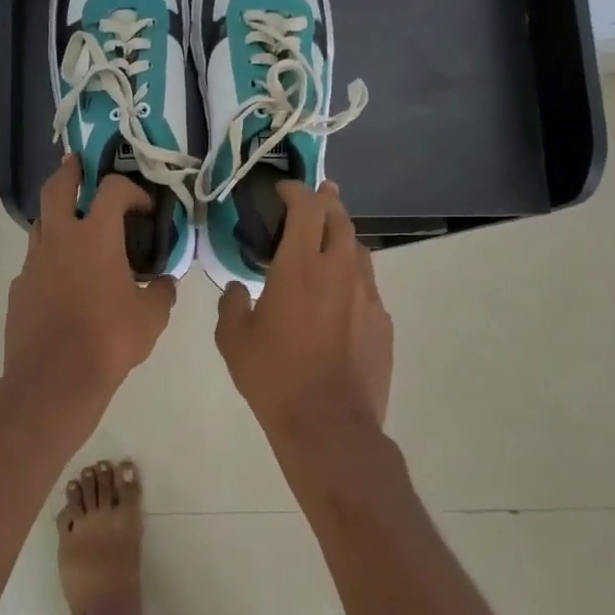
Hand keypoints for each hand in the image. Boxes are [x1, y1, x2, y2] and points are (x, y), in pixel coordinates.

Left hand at [1, 155, 176, 441]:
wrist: (53, 380)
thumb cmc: (109, 341)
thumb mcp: (151, 318)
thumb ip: (162, 292)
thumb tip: (166, 282)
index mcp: (96, 238)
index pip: (112, 189)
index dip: (130, 189)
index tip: (143, 206)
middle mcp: (60, 239)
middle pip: (57, 188)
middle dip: (69, 172)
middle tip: (78, 166)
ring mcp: (34, 262)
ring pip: (41, 222)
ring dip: (57, 215)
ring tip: (74, 225)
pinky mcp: (19, 287)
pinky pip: (35, 260)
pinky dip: (50, 258)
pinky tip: (64, 280)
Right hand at [215, 181, 392, 442]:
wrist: (329, 425)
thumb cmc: (274, 378)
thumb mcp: (233, 340)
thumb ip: (231, 304)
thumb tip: (237, 290)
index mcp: (299, 267)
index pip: (306, 208)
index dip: (296, 190)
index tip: (283, 189)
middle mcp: (339, 271)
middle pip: (340, 218)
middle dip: (326, 200)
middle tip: (313, 197)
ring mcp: (367, 295)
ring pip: (358, 248)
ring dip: (341, 236)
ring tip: (326, 241)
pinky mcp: (383, 321)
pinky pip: (367, 284)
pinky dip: (351, 274)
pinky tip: (338, 295)